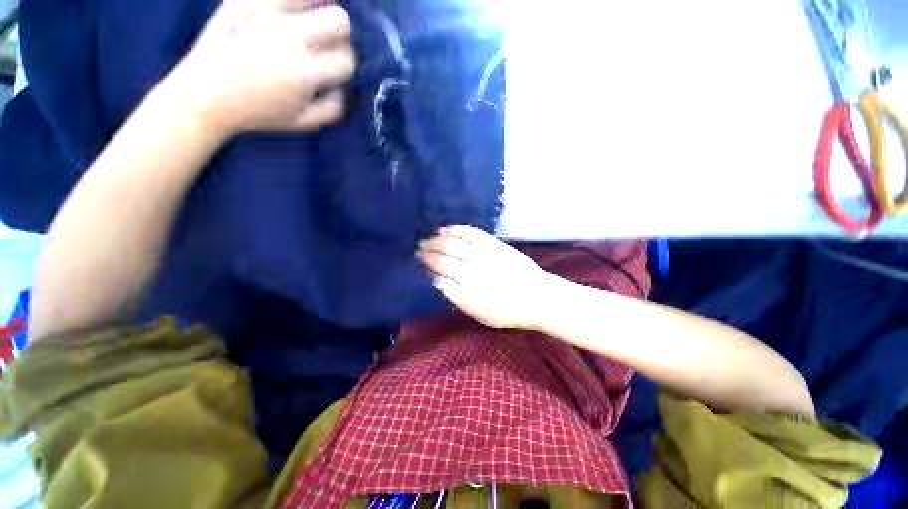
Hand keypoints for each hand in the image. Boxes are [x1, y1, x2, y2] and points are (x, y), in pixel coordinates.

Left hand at [165, 0, 354, 136]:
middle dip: (341, 32)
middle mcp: (289, 37)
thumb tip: (343, 88)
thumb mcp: (302, 123)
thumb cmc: (257, 113)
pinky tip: (290, 10)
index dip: (347, 63)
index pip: (347, 58)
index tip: (337, 67)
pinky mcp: (244, 0)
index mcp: (305, 72)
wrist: (204, 94)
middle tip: (327, 40)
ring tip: (309, 18)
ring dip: (319, 7)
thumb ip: (332, 109)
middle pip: (339, 20)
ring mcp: (265, 13)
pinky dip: (292, 1)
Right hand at [417, 225, 550, 329]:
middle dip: (426, 253)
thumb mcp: (478, 314)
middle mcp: (471, 272)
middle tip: (417, 249)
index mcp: (466, 292)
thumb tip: (436, 281)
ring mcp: (483, 255)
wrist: (536, 297)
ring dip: (436, 240)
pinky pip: (470, 232)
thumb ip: (456, 297)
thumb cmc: (506, 311)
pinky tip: (445, 228)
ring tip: (426, 239)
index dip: (426, 268)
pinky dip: (455, 229)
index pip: (438, 276)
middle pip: (442, 258)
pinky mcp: (493, 244)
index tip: (418, 264)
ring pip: (452, 243)